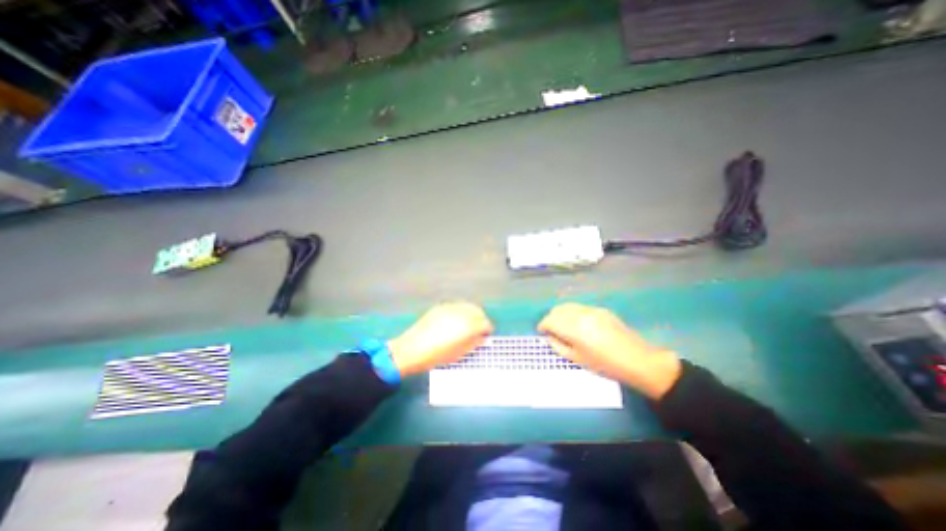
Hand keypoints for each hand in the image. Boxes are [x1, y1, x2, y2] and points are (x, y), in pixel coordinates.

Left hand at [385, 302, 491, 377]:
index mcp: (468, 326)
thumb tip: (482, 338)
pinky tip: (456, 321)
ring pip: (467, 306)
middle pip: (478, 311)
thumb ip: (474, 343)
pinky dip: (461, 312)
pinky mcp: (441, 307)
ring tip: (468, 324)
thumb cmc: (437, 356)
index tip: (485, 335)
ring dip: (471, 314)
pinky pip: (456, 306)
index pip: (485, 323)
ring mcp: (450, 308)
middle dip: (481, 319)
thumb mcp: (460, 353)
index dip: (487, 330)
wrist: (412, 349)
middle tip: (478, 329)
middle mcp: (461, 313)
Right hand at [540, 302, 680, 397]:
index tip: (541, 332)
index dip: (542, 326)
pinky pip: (580, 308)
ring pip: (568, 306)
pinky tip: (579, 324)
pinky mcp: (600, 309)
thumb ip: (558, 346)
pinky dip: (573, 313)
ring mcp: (591, 309)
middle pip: (557, 310)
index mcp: (573, 327)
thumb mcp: (577, 359)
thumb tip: (549, 336)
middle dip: (551, 319)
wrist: (637, 360)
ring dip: (561, 314)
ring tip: (564, 326)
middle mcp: (580, 314)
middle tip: (552, 331)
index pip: (550, 320)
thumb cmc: (605, 364)